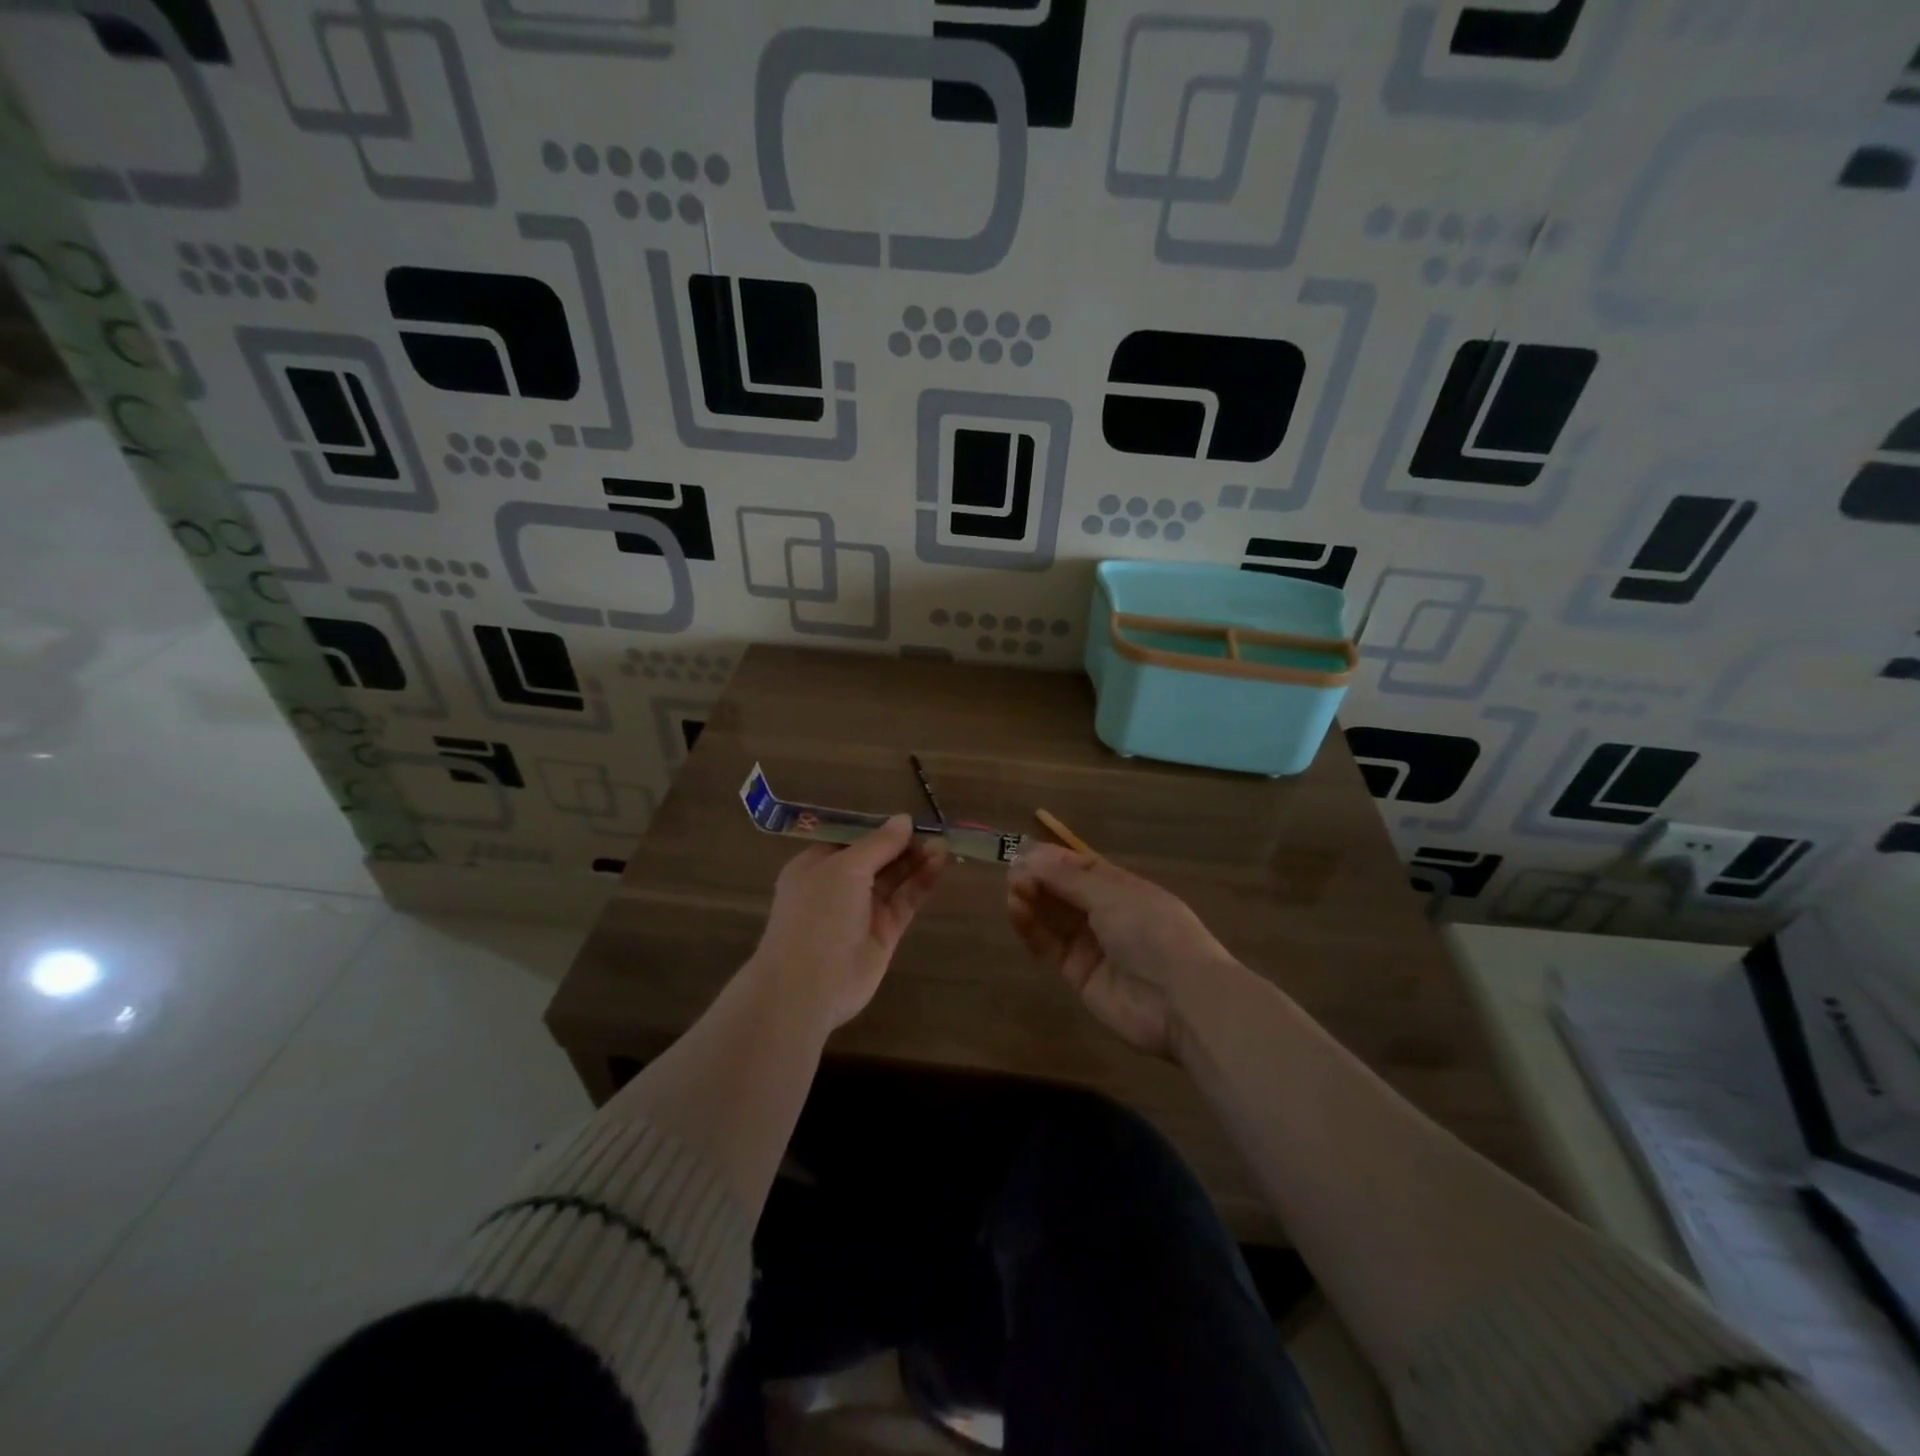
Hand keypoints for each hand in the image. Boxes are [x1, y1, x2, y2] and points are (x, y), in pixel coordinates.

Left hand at [747, 816, 948, 1032]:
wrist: (809, 986)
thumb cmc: (818, 915)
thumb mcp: (845, 868)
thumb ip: (878, 844)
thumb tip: (904, 819)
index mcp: (816, 866)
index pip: (851, 840)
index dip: (879, 829)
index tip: (907, 820)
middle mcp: (837, 886)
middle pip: (876, 858)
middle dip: (903, 845)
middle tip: (934, 831)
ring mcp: (861, 911)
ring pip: (893, 879)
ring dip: (916, 861)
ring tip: (944, 844)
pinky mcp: (883, 933)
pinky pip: (904, 901)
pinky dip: (921, 883)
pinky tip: (940, 864)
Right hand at [1007, 844, 1239, 1060]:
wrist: (1181, 1001)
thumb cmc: (1153, 933)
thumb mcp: (1112, 895)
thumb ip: (1068, 878)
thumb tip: (1031, 854)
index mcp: (1125, 889)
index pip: (1083, 868)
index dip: (1053, 860)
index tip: (1022, 851)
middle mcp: (1108, 914)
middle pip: (1065, 892)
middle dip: (1039, 879)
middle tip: (1012, 872)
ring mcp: (1093, 946)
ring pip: (1054, 918)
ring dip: (1032, 901)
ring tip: (1012, 890)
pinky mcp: (1078, 975)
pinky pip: (1050, 947)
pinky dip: (1032, 930)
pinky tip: (1017, 912)